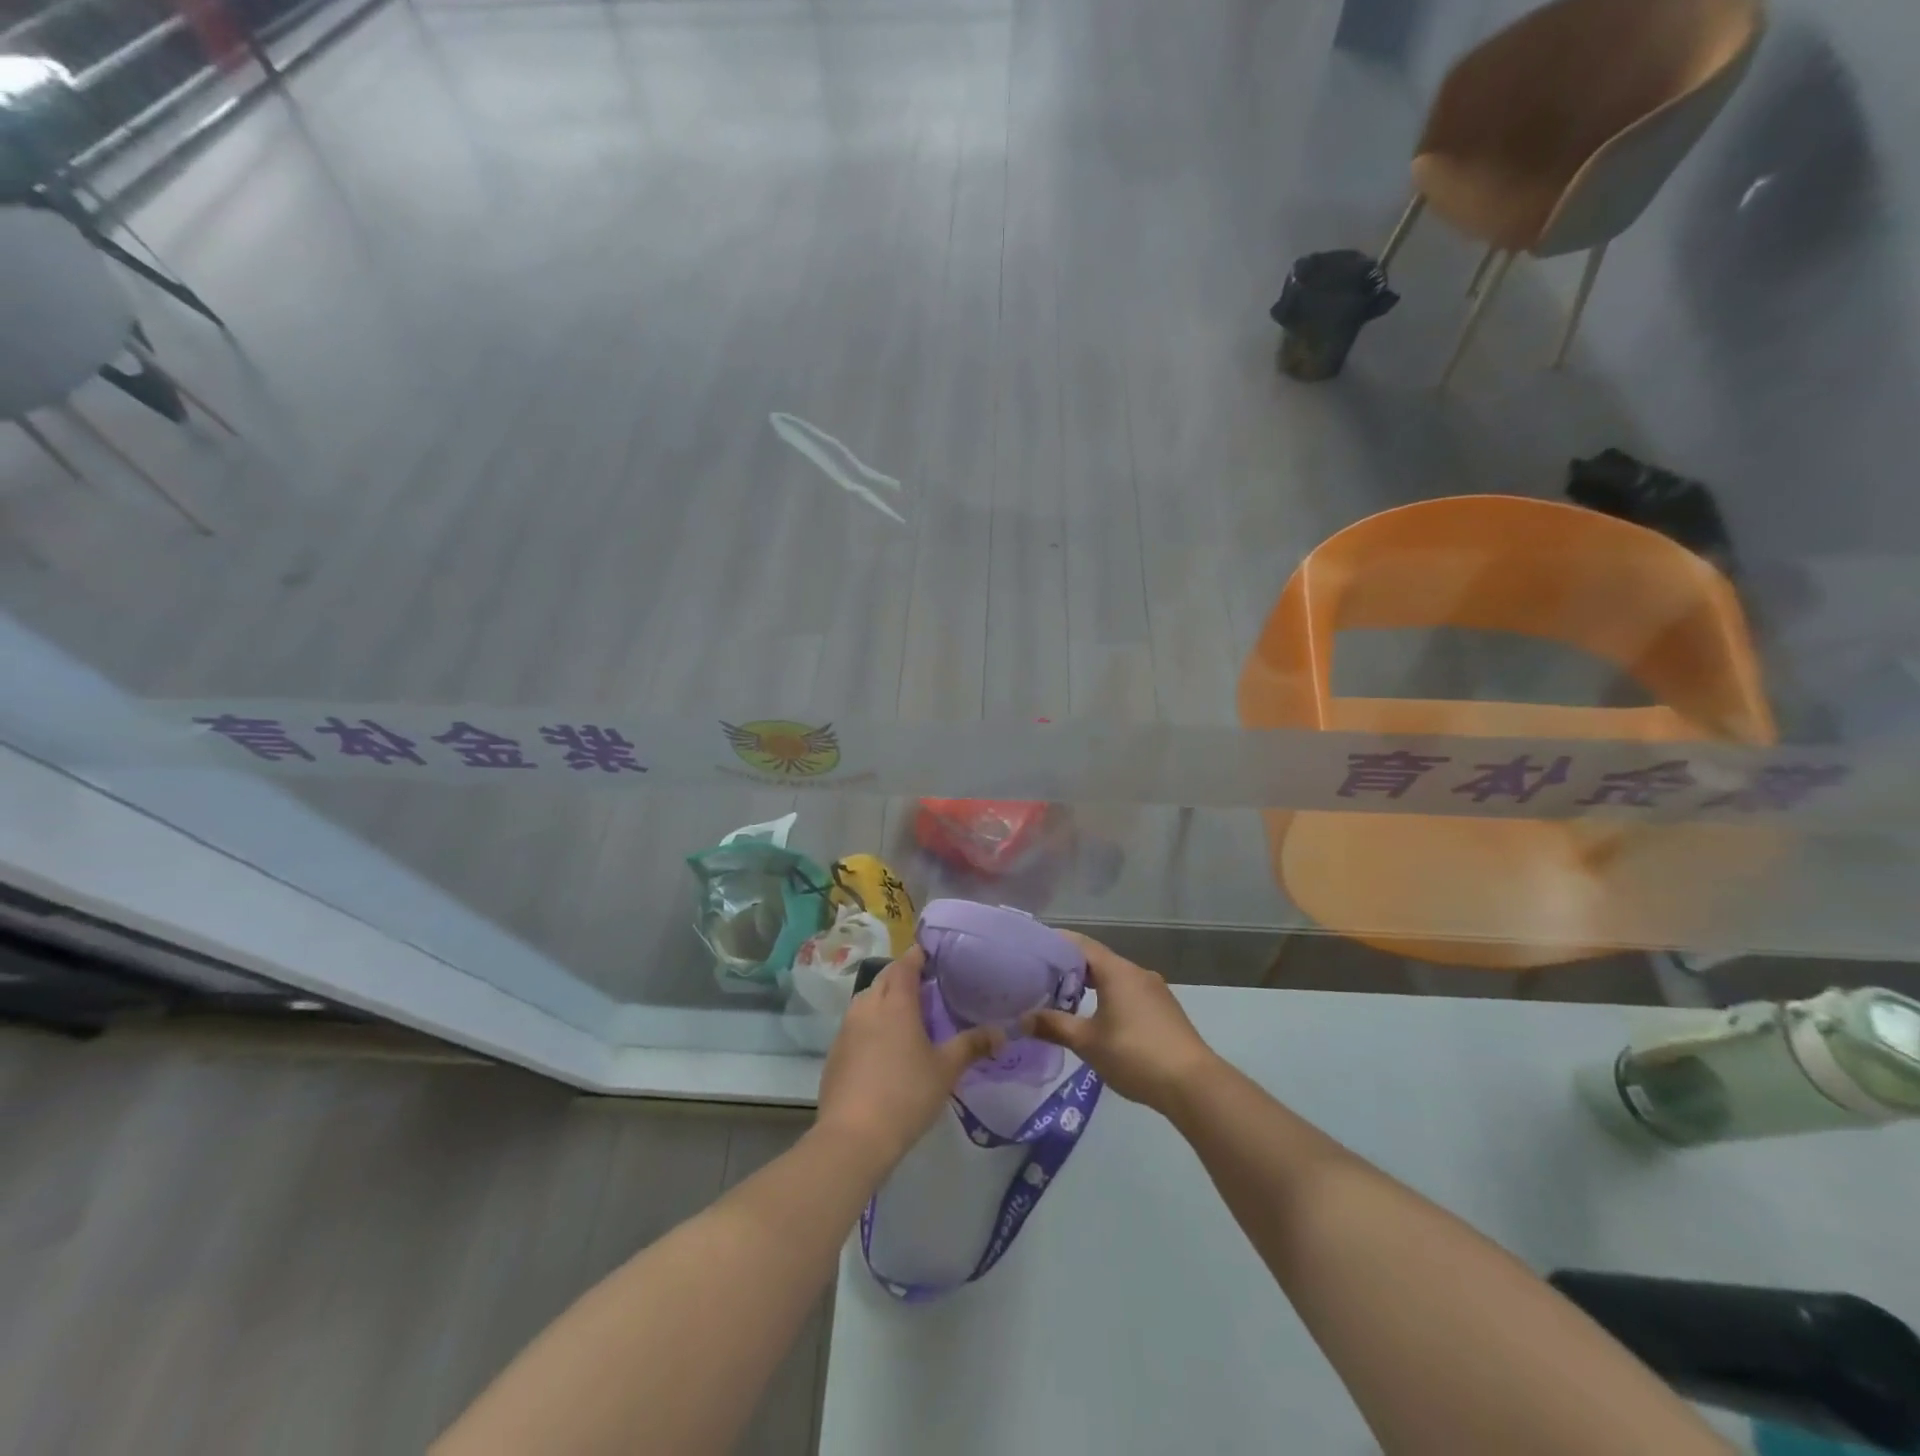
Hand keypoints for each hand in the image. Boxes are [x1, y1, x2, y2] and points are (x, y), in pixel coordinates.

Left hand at [816, 947, 1001, 1169]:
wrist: (853, 1137)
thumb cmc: (906, 1095)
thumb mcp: (946, 1070)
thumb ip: (972, 1046)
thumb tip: (1002, 1032)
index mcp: (895, 1003)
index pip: (905, 965)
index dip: (918, 956)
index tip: (932, 955)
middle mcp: (867, 1006)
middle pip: (885, 978)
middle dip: (902, 976)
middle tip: (926, 986)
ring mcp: (847, 1029)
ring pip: (867, 999)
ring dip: (885, 998)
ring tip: (906, 1014)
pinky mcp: (835, 1052)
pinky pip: (855, 1023)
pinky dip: (871, 1022)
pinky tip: (883, 1045)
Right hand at [1023, 932, 1219, 1113]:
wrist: (1193, 1084)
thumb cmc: (1134, 1054)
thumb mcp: (1088, 1042)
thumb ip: (1054, 1027)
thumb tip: (1023, 1020)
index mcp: (1117, 971)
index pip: (1080, 944)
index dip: (1055, 943)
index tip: (1032, 949)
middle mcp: (1137, 972)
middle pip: (1098, 960)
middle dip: (1070, 968)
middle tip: (1041, 978)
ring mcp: (1155, 991)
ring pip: (1115, 978)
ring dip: (1090, 985)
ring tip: (1065, 999)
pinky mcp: (1165, 1010)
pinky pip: (1129, 993)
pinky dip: (1109, 997)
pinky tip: (1098, 1018)